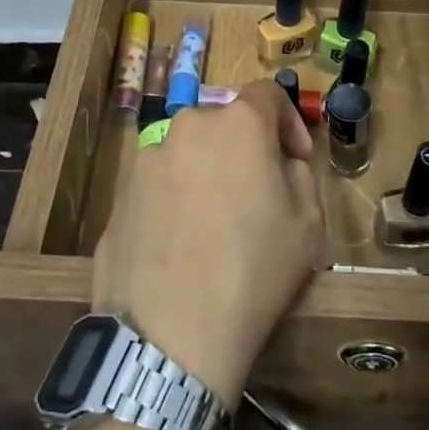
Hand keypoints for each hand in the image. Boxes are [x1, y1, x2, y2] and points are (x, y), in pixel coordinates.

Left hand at [92, 80, 323, 408]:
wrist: (171, 335)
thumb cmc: (254, 271)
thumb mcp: (309, 224)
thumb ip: (300, 175)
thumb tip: (282, 164)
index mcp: (238, 123)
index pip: (268, 94)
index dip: (289, 121)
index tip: (296, 158)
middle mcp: (188, 126)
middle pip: (224, 123)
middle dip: (245, 150)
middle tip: (257, 195)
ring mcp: (147, 158)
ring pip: (189, 153)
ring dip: (206, 174)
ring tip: (214, 227)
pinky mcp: (119, 194)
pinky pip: (159, 185)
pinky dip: (175, 201)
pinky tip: (181, 248)